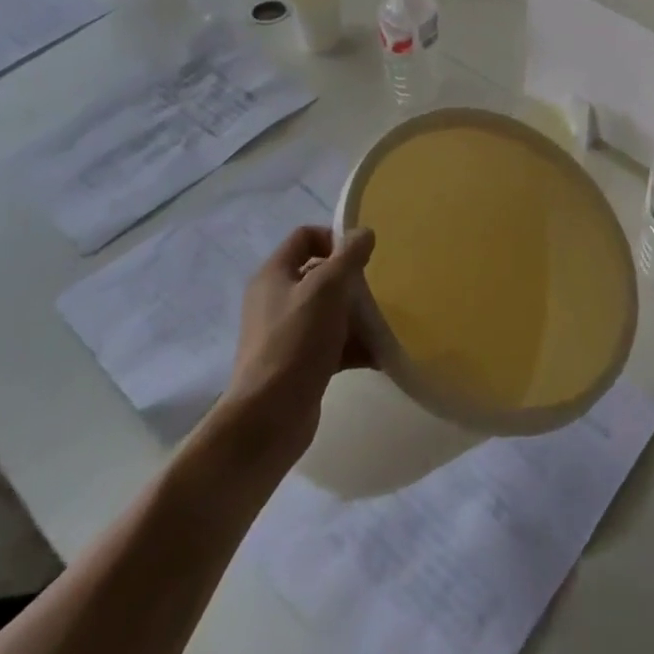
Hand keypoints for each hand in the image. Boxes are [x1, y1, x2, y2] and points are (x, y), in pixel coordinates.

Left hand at [212, 225, 376, 473]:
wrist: (267, 421)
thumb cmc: (295, 342)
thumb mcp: (327, 288)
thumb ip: (349, 255)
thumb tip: (364, 232)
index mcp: (275, 275)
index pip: (305, 237)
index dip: (334, 237)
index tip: (362, 255)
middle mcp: (276, 300)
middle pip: (320, 275)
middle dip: (353, 279)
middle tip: (380, 288)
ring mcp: (286, 335)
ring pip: (330, 311)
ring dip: (358, 313)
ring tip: (386, 321)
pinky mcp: (298, 364)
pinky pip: (332, 343)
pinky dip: (355, 345)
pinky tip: (380, 353)